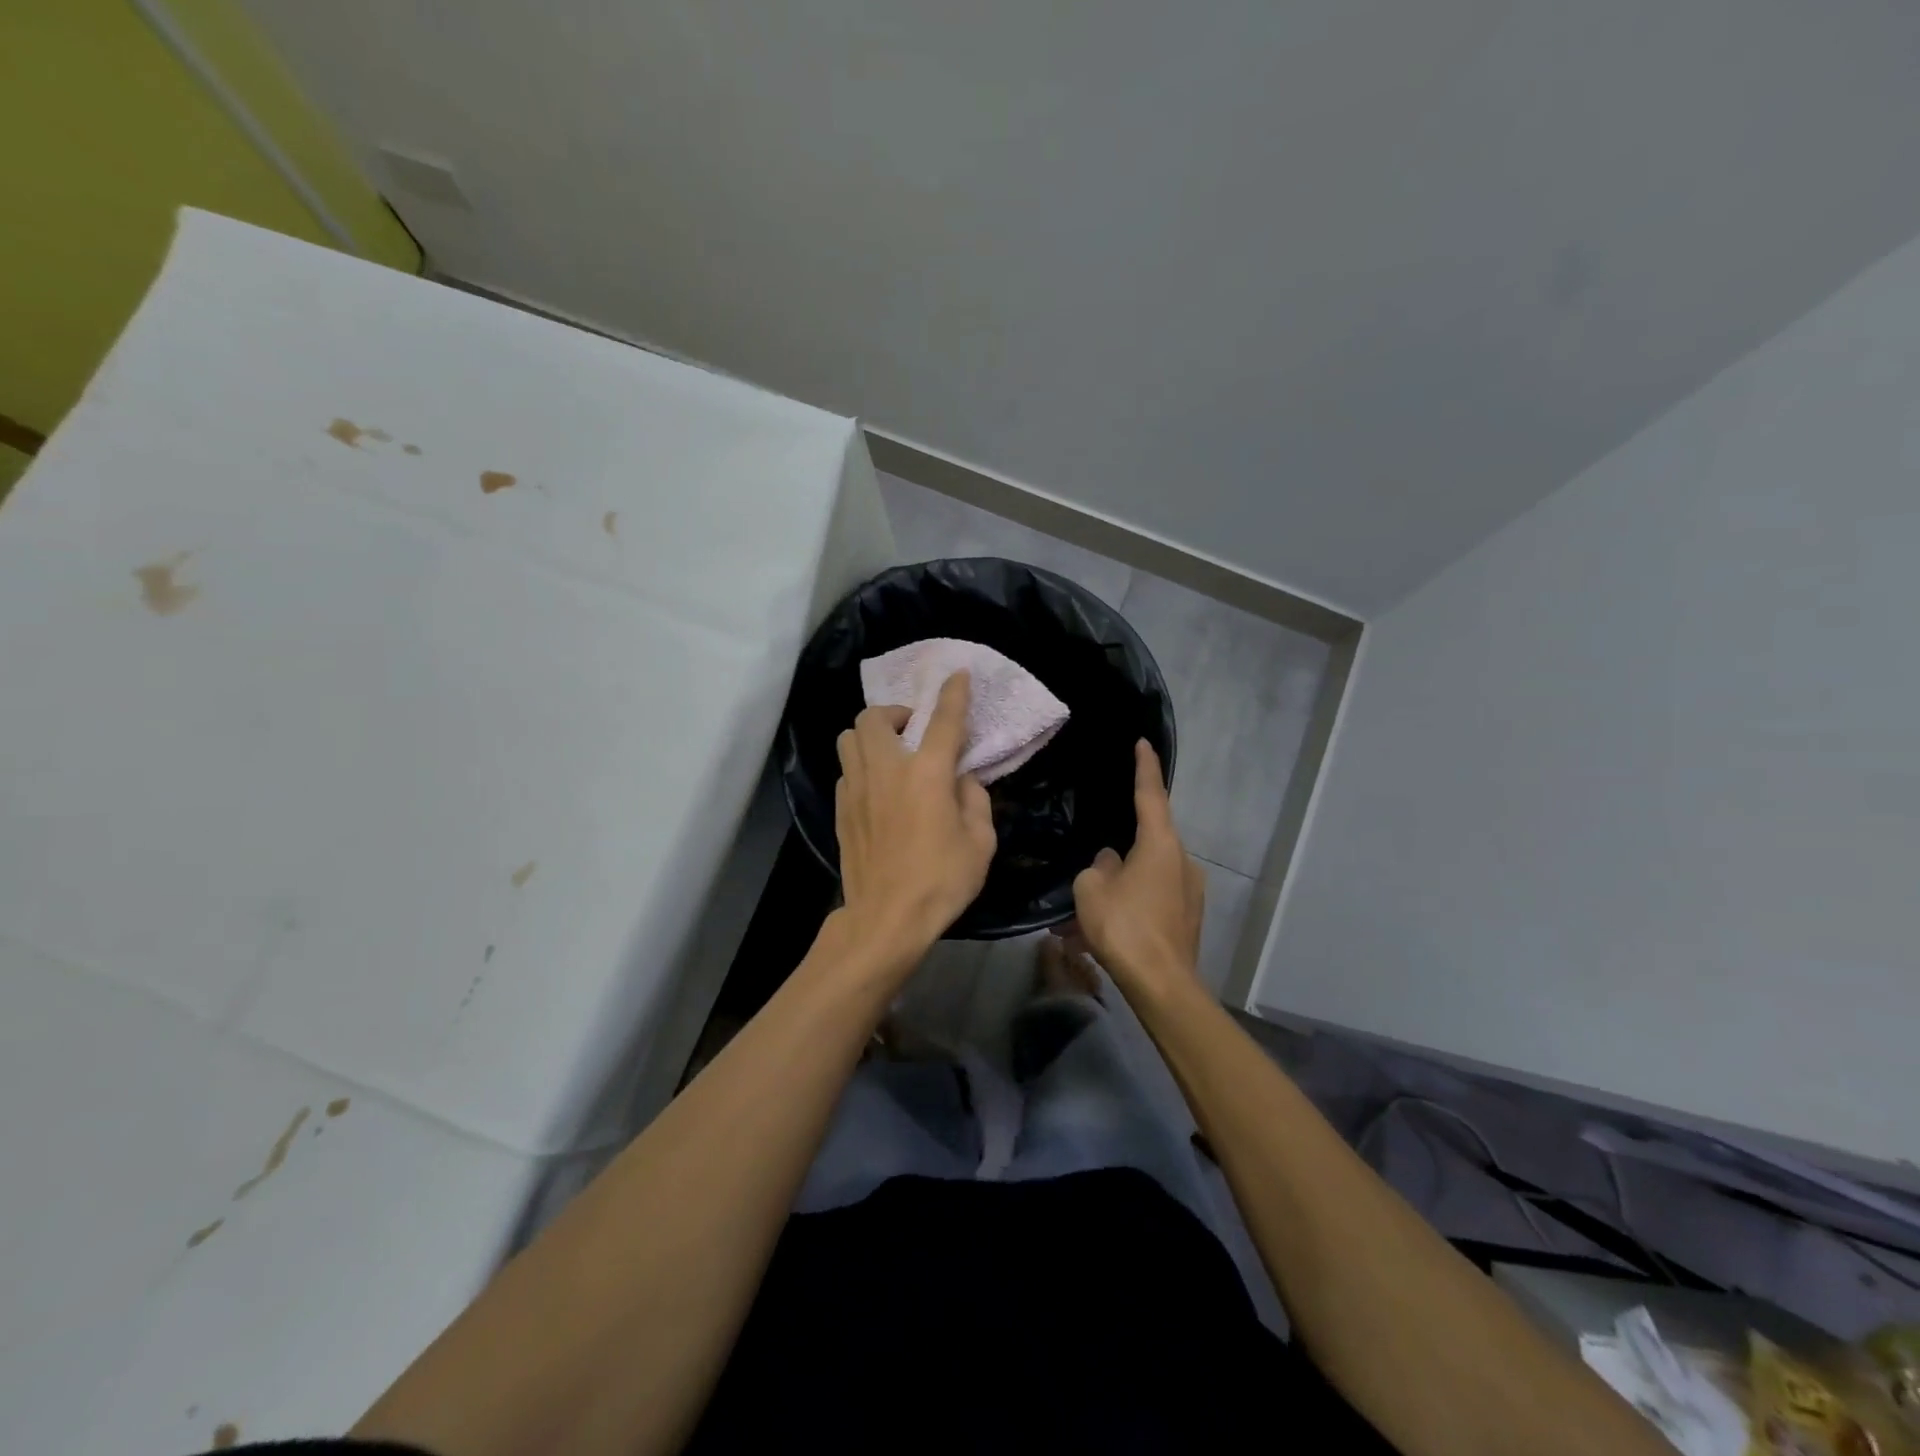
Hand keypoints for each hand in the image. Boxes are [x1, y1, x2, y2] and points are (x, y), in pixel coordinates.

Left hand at [834, 671, 996, 969]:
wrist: (886, 919)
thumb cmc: (941, 881)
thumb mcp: (980, 843)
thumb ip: (975, 800)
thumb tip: (961, 780)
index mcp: (926, 774)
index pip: (943, 720)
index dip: (953, 694)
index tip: (958, 675)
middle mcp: (886, 770)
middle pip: (874, 716)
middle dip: (894, 712)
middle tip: (913, 730)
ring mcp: (856, 789)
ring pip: (849, 738)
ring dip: (870, 735)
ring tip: (890, 754)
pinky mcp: (839, 810)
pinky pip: (846, 770)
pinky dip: (861, 767)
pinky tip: (876, 789)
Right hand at [1069, 740, 1204, 1000]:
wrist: (1162, 984)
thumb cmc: (1124, 927)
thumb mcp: (1092, 889)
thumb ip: (1099, 866)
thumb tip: (1111, 861)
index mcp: (1160, 844)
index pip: (1151, 794)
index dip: (1145, 767)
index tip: (1143, 743)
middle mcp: (1182, 860)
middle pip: (1148, 839)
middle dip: (1120, 849)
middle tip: (1094, 865)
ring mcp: (1190, 890)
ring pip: (1149, 874)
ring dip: (1123, 883)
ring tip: (1090, 911)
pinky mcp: (1189, 916)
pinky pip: (1155, 897)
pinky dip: (1134, 904)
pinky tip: (1109, 929)